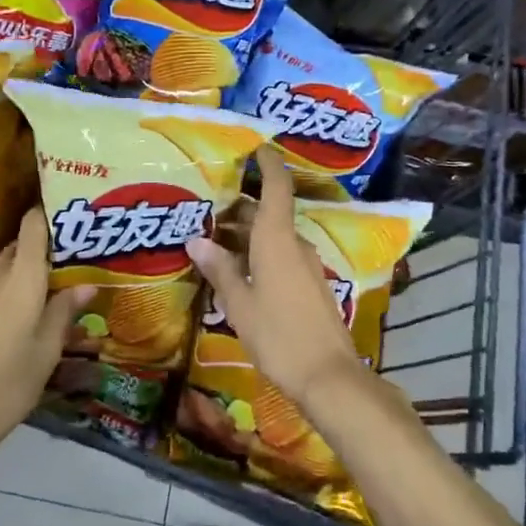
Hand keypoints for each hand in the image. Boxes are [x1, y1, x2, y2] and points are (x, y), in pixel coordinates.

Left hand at [0, 207, 95, 473]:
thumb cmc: (11, 385)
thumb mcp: (48, 351)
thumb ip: (65, 311)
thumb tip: (87, 284)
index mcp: (20, 281)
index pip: (31, 228)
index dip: (45, 215)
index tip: (62, 214)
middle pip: (15, 251)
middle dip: (36, 255)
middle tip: (59, 268)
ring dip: (14, 280)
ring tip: (33, 301)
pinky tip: (0, 330)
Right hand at [187, 146, 365, 409]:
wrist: (328, 377)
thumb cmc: (279, 336)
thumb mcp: (239, 304)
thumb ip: (220, 269)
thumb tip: (196, 240)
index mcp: (276, 240)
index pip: (277, 188)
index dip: (267, 164)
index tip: (255, 148)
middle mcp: (294, 245)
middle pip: (268, 213)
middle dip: (239, 207)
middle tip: (205, 208)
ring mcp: (306, 266)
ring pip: (273, 237)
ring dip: (246, 234)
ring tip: (212, 240)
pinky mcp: (310, 286)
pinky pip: (281, 257)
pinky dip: (258, 254)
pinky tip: (237, 271)